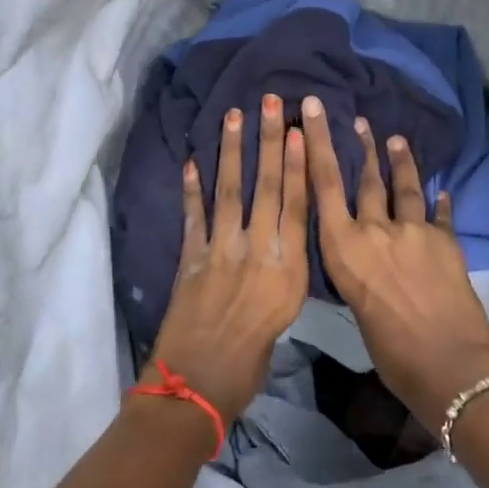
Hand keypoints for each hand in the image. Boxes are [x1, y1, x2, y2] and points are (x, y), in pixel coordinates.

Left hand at [146, 94, 308, 421]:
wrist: (198, 384)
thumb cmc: (249, 363)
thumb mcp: (283, 319)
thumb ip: (283, 279)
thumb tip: (280, 254)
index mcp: (287, 267)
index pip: (295, 205)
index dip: (297, 165)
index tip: (298, 131)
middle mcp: (257, 249)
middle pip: (266, 187)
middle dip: (269, 142)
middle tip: (270, 103)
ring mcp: (220, 250)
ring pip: (230, 191)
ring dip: (232, 151)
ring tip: (235, 116)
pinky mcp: (189, 258)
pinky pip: (192, 216)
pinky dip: (191, 189)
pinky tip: (191, 161)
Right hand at [301, 95, 488, 431]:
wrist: (448, 365)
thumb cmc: (390, 351)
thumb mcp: (356, 305)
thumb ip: (357, 271)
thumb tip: (365, 260)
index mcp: (343, 248)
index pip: (323, 184)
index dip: (317, 143)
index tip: (314, 110)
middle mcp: (375, 230)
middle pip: (365, 178)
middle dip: (360, 144)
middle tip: (357, 119)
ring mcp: (414, 232)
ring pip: (404, 187)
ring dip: (400, 161)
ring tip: (396, 139)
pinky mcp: (446, 241)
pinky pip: (439, 214)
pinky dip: (439, 201)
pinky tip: (442, 189)